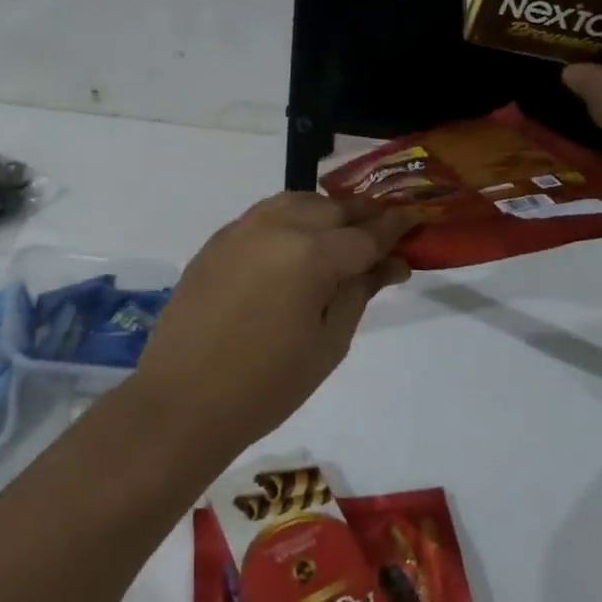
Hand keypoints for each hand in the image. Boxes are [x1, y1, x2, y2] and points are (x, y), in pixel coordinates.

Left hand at [134, 194, 413, 456]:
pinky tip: (299, 241)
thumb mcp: (329, 343)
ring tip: (344, 235)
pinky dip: (292, 217)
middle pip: (333, 209)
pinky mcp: (219, 239)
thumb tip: (391, 262)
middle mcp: (278, 226)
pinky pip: (266, 213)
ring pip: (298, 201)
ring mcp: (242, 228)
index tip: (417, 221)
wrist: (183, 400)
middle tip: (386, 235)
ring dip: (327, 212)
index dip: (396, 228)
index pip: (366, 234)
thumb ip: (360, 292)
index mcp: (311, 254)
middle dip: (364, 217)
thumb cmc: (267, 386)